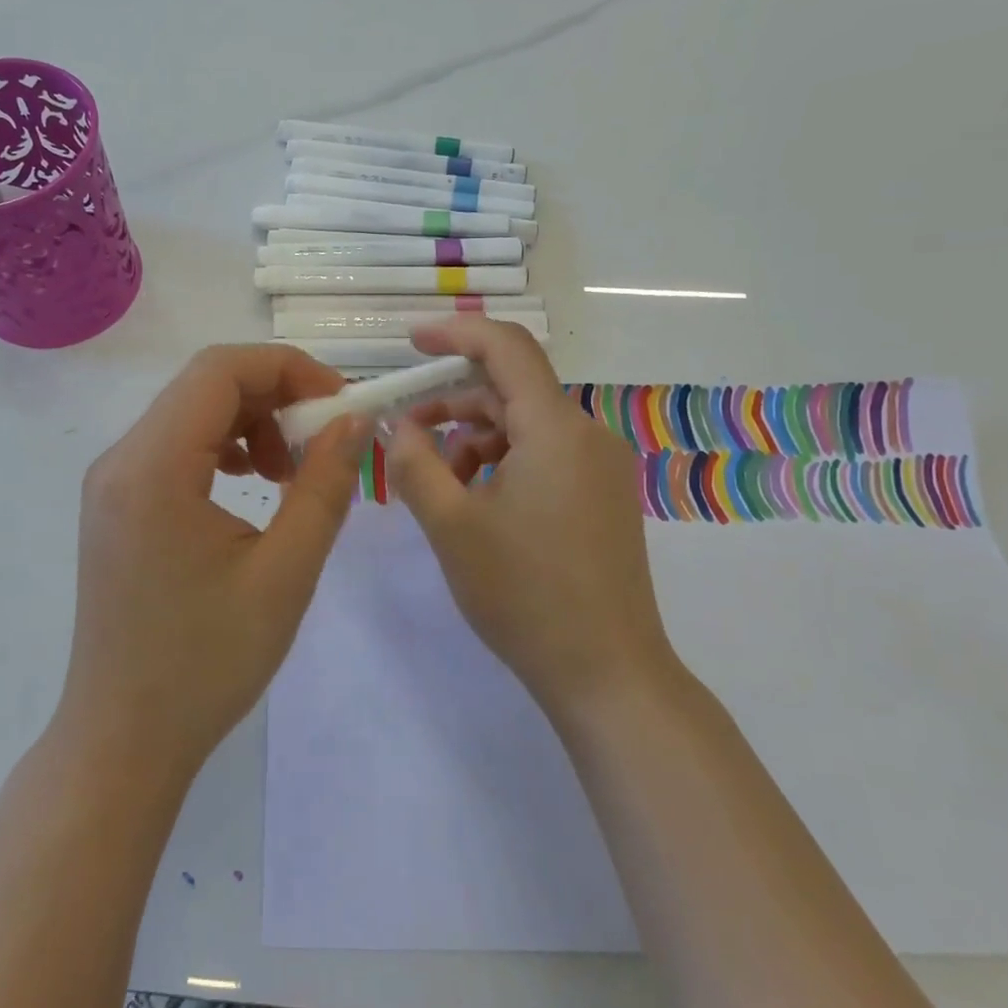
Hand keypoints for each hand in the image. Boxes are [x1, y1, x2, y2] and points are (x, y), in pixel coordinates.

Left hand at [62, 345, 366, 775]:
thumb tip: (354, 422)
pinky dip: (221, 449)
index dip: (289, 369)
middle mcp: (120, 459)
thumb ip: (324, 486)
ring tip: (290, 475)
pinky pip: (173, 448)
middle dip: (275, 396)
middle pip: (204, 386)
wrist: (123, 738)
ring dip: (250, 423)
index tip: (339, 406)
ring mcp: (111, 482)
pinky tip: (252, 487)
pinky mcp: (115, 505)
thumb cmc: (206, 663)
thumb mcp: (284, 573)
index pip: (220, 370)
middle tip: (325, 442)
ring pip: (190, 413)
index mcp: (153, 467)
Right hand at [384, 318, 675, 718]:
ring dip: (473, 440)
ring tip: (436, 483)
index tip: (410, 342)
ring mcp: (600, 468)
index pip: (507, 348)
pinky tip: (474, 503)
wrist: (608, 673)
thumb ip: (415, 463)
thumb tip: (399, 426)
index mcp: (556, 429)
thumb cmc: (524, 594)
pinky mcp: (602, 498)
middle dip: (452, 404)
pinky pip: (544, 457)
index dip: (456, 334)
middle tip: (404, 434)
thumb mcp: (451, 525)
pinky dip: (502, 464)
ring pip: (524, 427)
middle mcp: (587, 435)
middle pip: (511, 391)